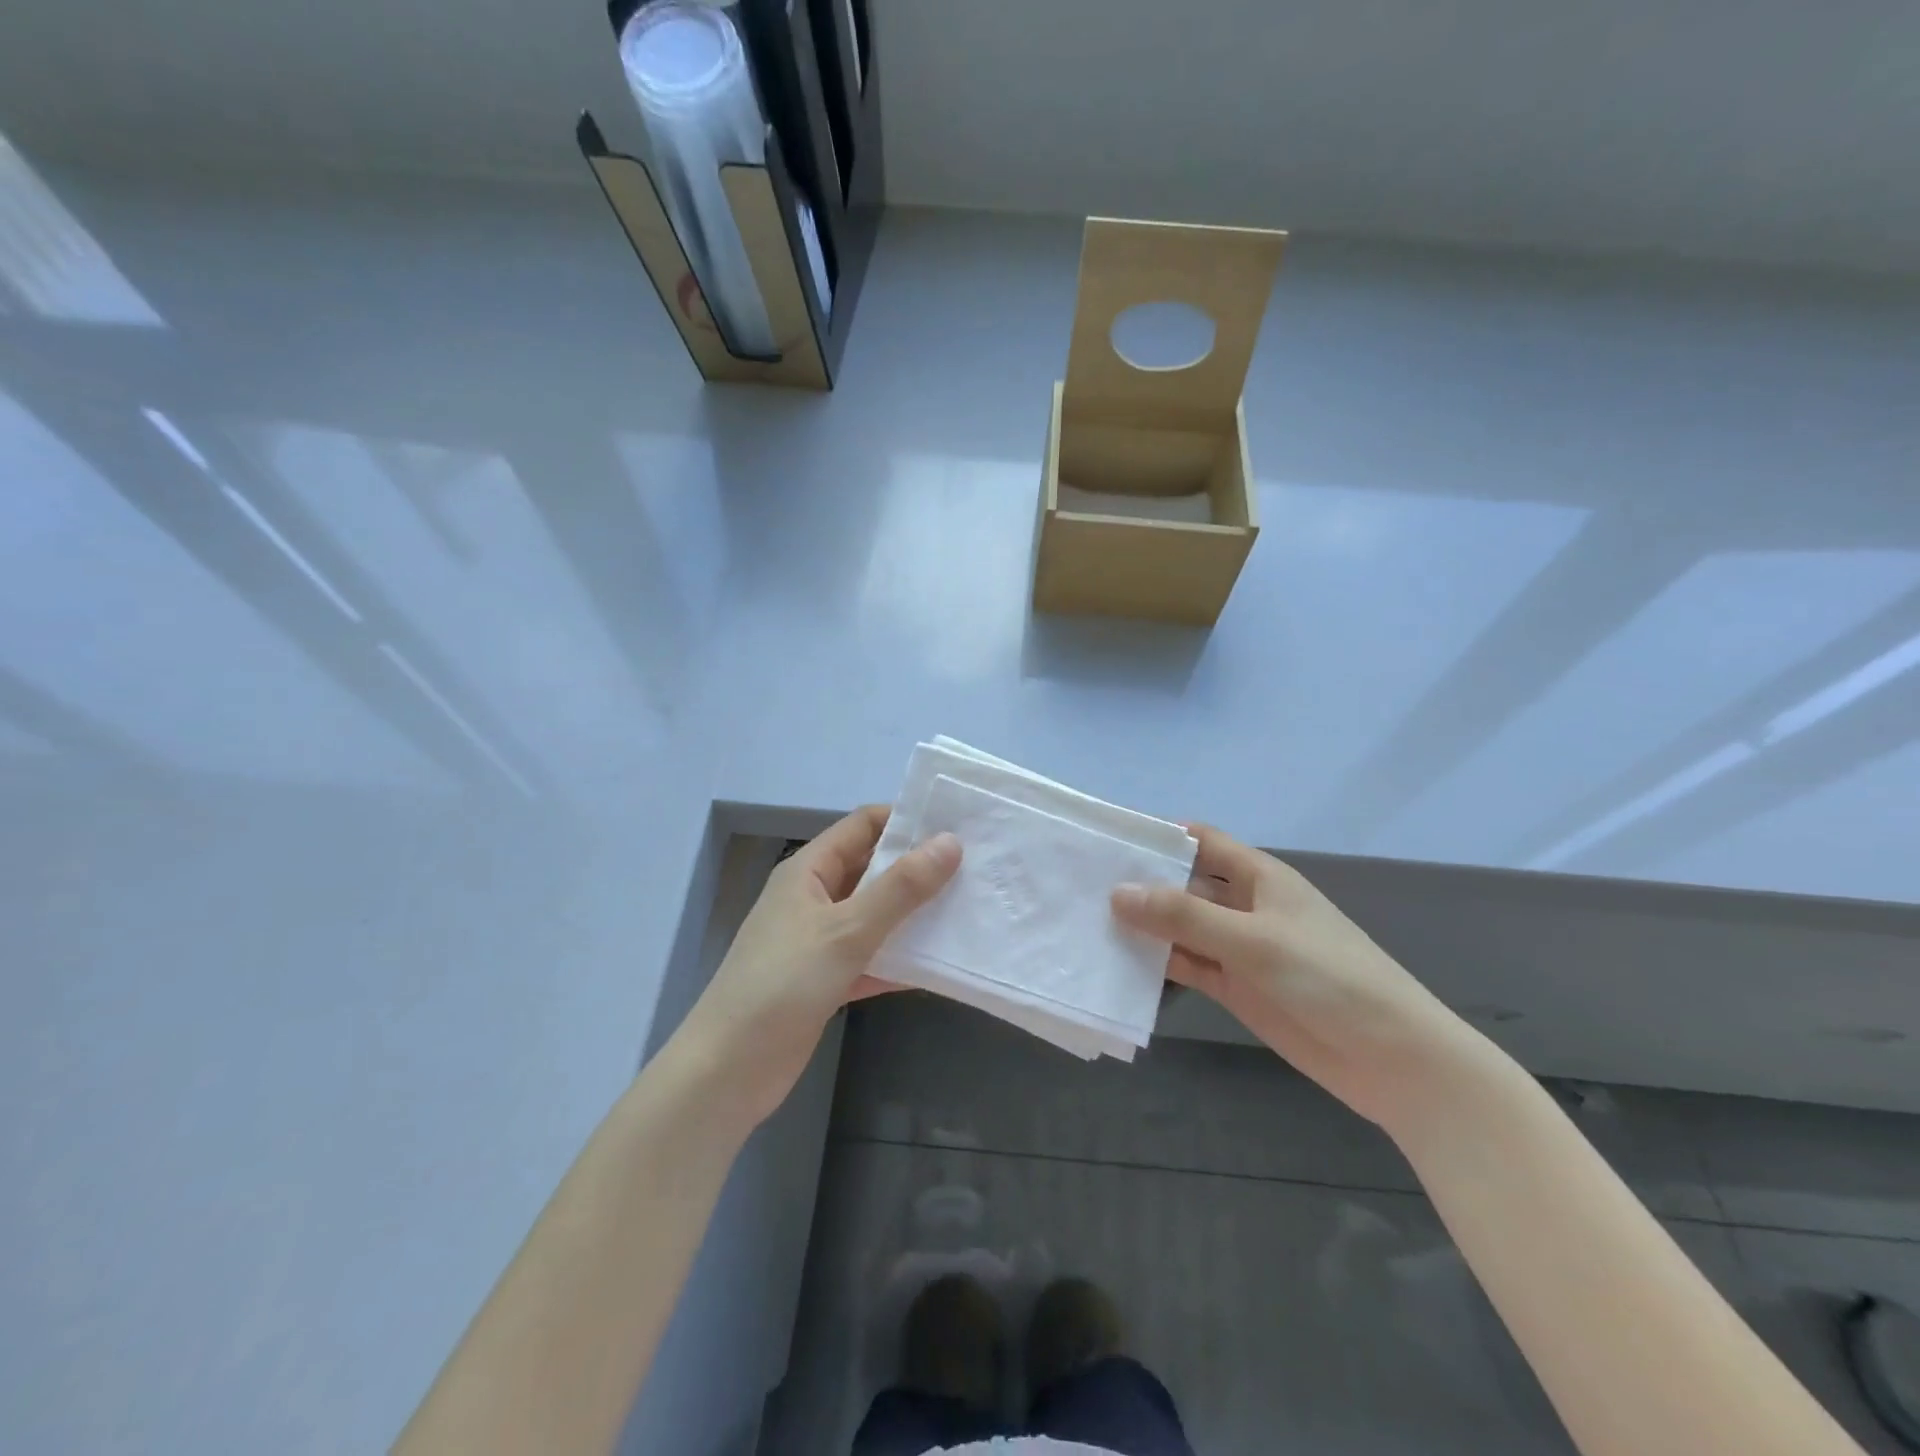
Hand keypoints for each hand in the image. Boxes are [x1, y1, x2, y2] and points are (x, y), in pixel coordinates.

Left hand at [674, 806, 960, 1128]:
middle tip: (976, 869)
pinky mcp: (827, 979)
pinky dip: (901, 958)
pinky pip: (872, 956)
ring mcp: (820, 940)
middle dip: (919, 868)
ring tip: (969, 909)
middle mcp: (814, 897)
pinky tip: (942, 963)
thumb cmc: (783, 983)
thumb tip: (950, 842)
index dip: (906, 820)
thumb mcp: (847, 929)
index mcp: (809, 870)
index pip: (863, 825)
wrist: (728, 1070)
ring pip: (876, 915)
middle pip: (873, 869)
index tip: (957, 825)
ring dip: (915, 915)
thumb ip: (901, 888)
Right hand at [1112, 825, 1494, 1132]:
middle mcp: (1246, 906)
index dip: (1159, 837)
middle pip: (1185, 884)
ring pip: (1182, 927)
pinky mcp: (1237, 988)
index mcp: (1260, 877)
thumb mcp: (1253, 939)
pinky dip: (1160, 963)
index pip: (1201, 842)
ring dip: (1146, 925)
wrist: (1392, 1058)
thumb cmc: (1329, 977)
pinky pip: (1189, 965)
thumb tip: (1117, 892)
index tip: (1108, 840)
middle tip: (1082, 884)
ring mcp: (1239, 949)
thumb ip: (1184, 916)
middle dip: (1142, 883)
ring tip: (1088, 921)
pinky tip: (1120, 962)